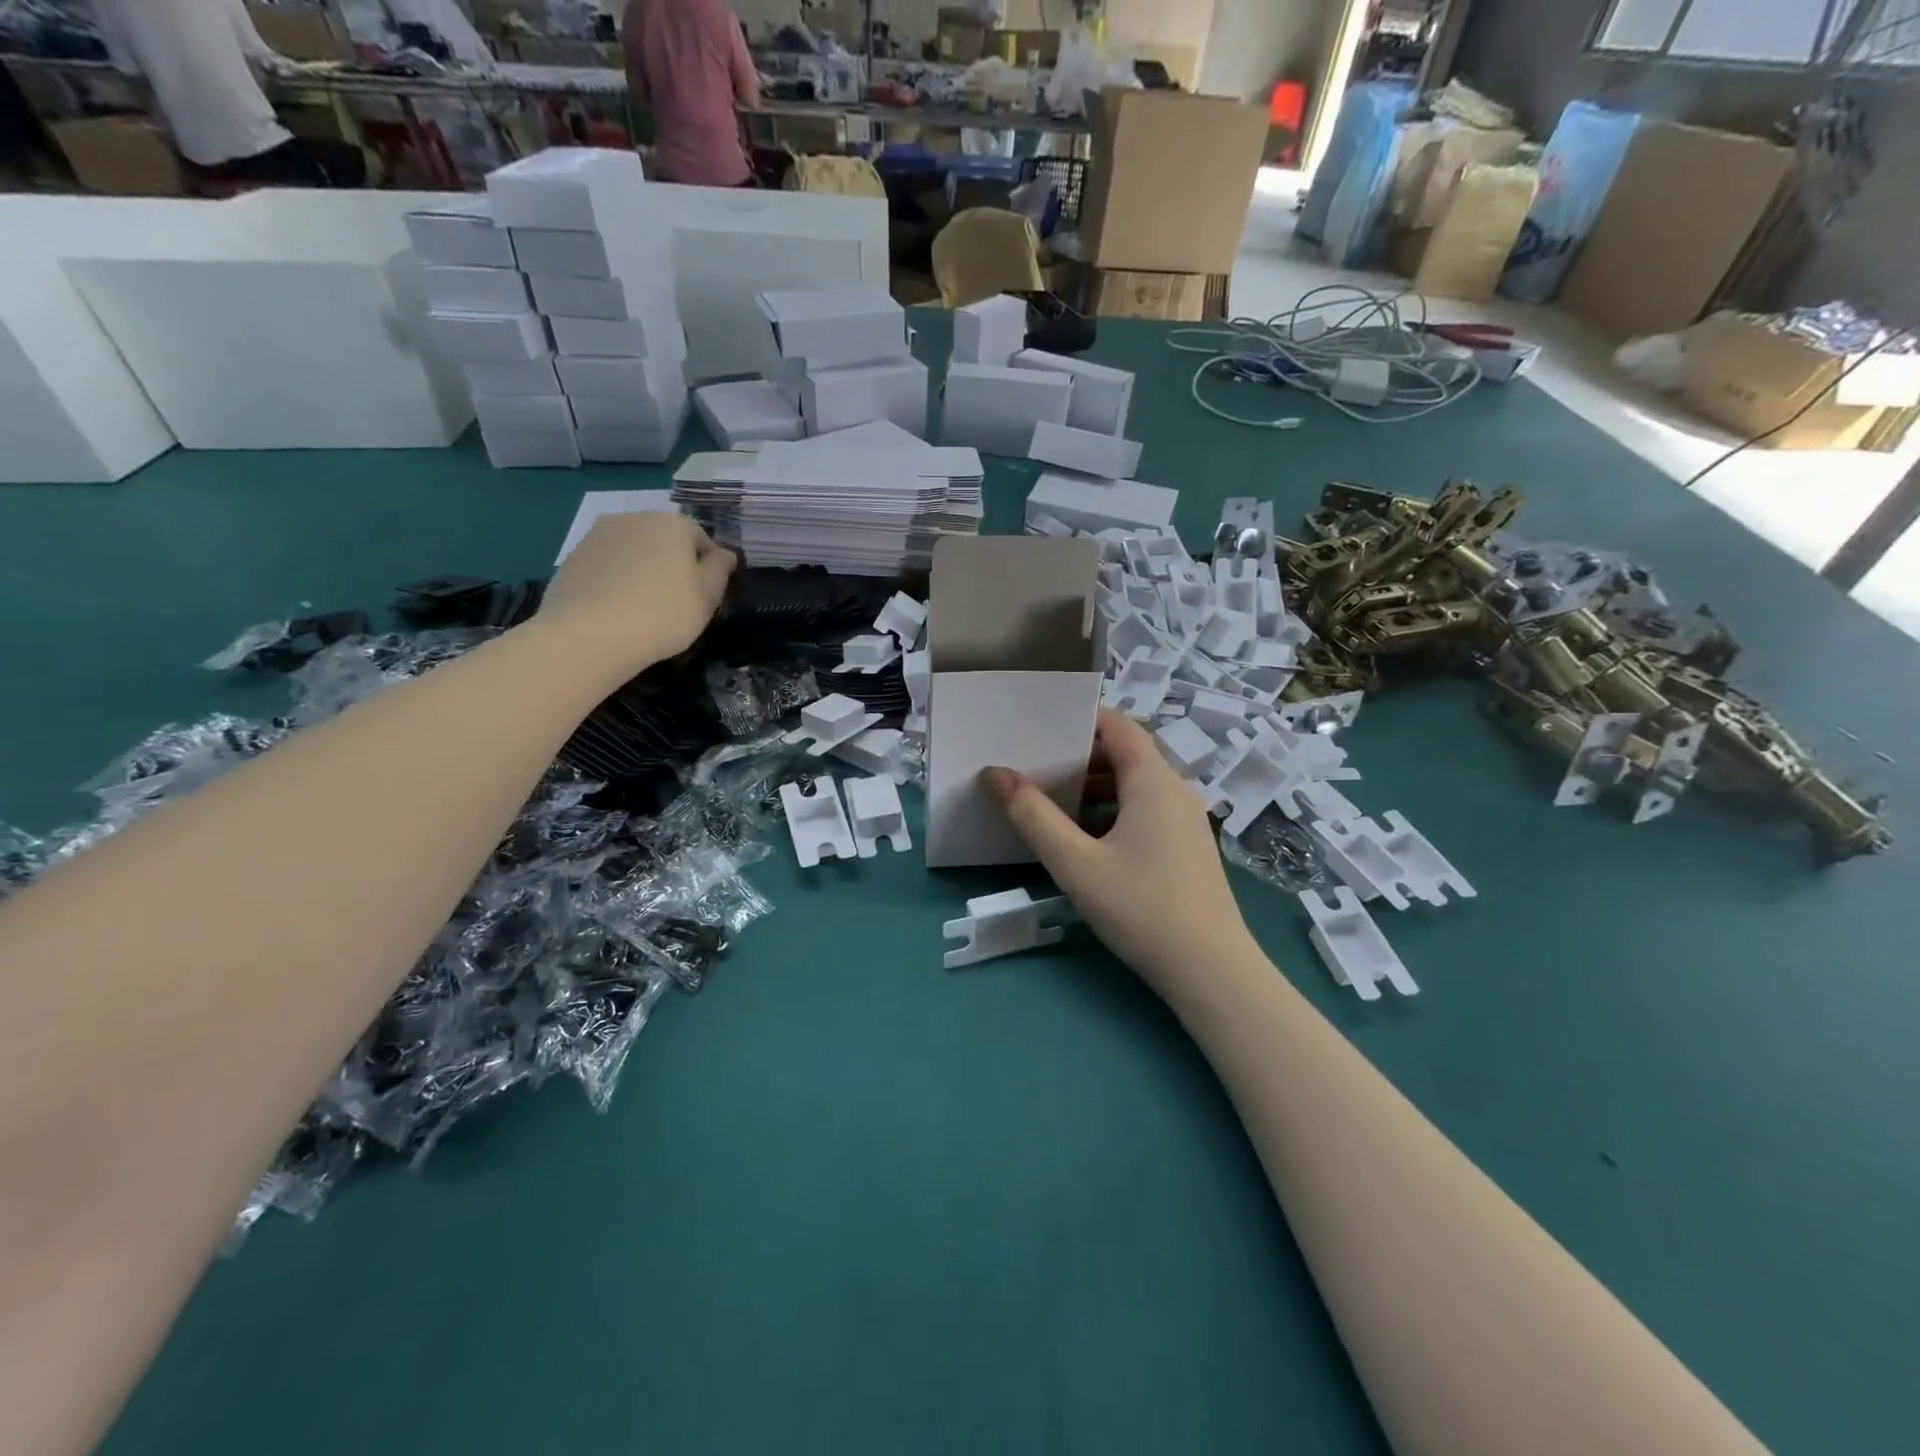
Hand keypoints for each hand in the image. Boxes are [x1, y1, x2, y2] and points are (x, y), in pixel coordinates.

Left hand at [537, 514, 735, 681]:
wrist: (589, 635)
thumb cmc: (663, 614)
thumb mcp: (707, 598)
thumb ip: (720, 570)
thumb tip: (725, 554)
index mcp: (673, 524)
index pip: (701, 538)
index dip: (708, 567)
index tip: (707, 595)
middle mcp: (635, 518)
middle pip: (664, 540)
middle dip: (673, 564)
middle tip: (677, 602)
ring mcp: (598, 536)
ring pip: (633, 551)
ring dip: (643, 571)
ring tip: (643, 607)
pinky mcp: (573, 558)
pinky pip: (607, 566)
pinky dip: (616, 581)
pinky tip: (617, 610)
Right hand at [983, 710, 1253, 997]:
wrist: (1212, 972)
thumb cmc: (1142, 908)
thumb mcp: (1076, 863)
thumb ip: (1032, 816)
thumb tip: (994, 773)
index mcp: (1153, 780)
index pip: (1117, 725)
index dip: (1079, 719)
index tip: (1038, 727)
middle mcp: (1175, 789)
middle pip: (1125, 754)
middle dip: (1078, 756)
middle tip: (1032, 766)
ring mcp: (1186, 819)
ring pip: (1134, 785)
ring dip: (1093, 787)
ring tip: (1049, 802)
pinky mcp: (1187, 846)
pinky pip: (1145, 810)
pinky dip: (1112, 810)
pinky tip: (1084, 840)